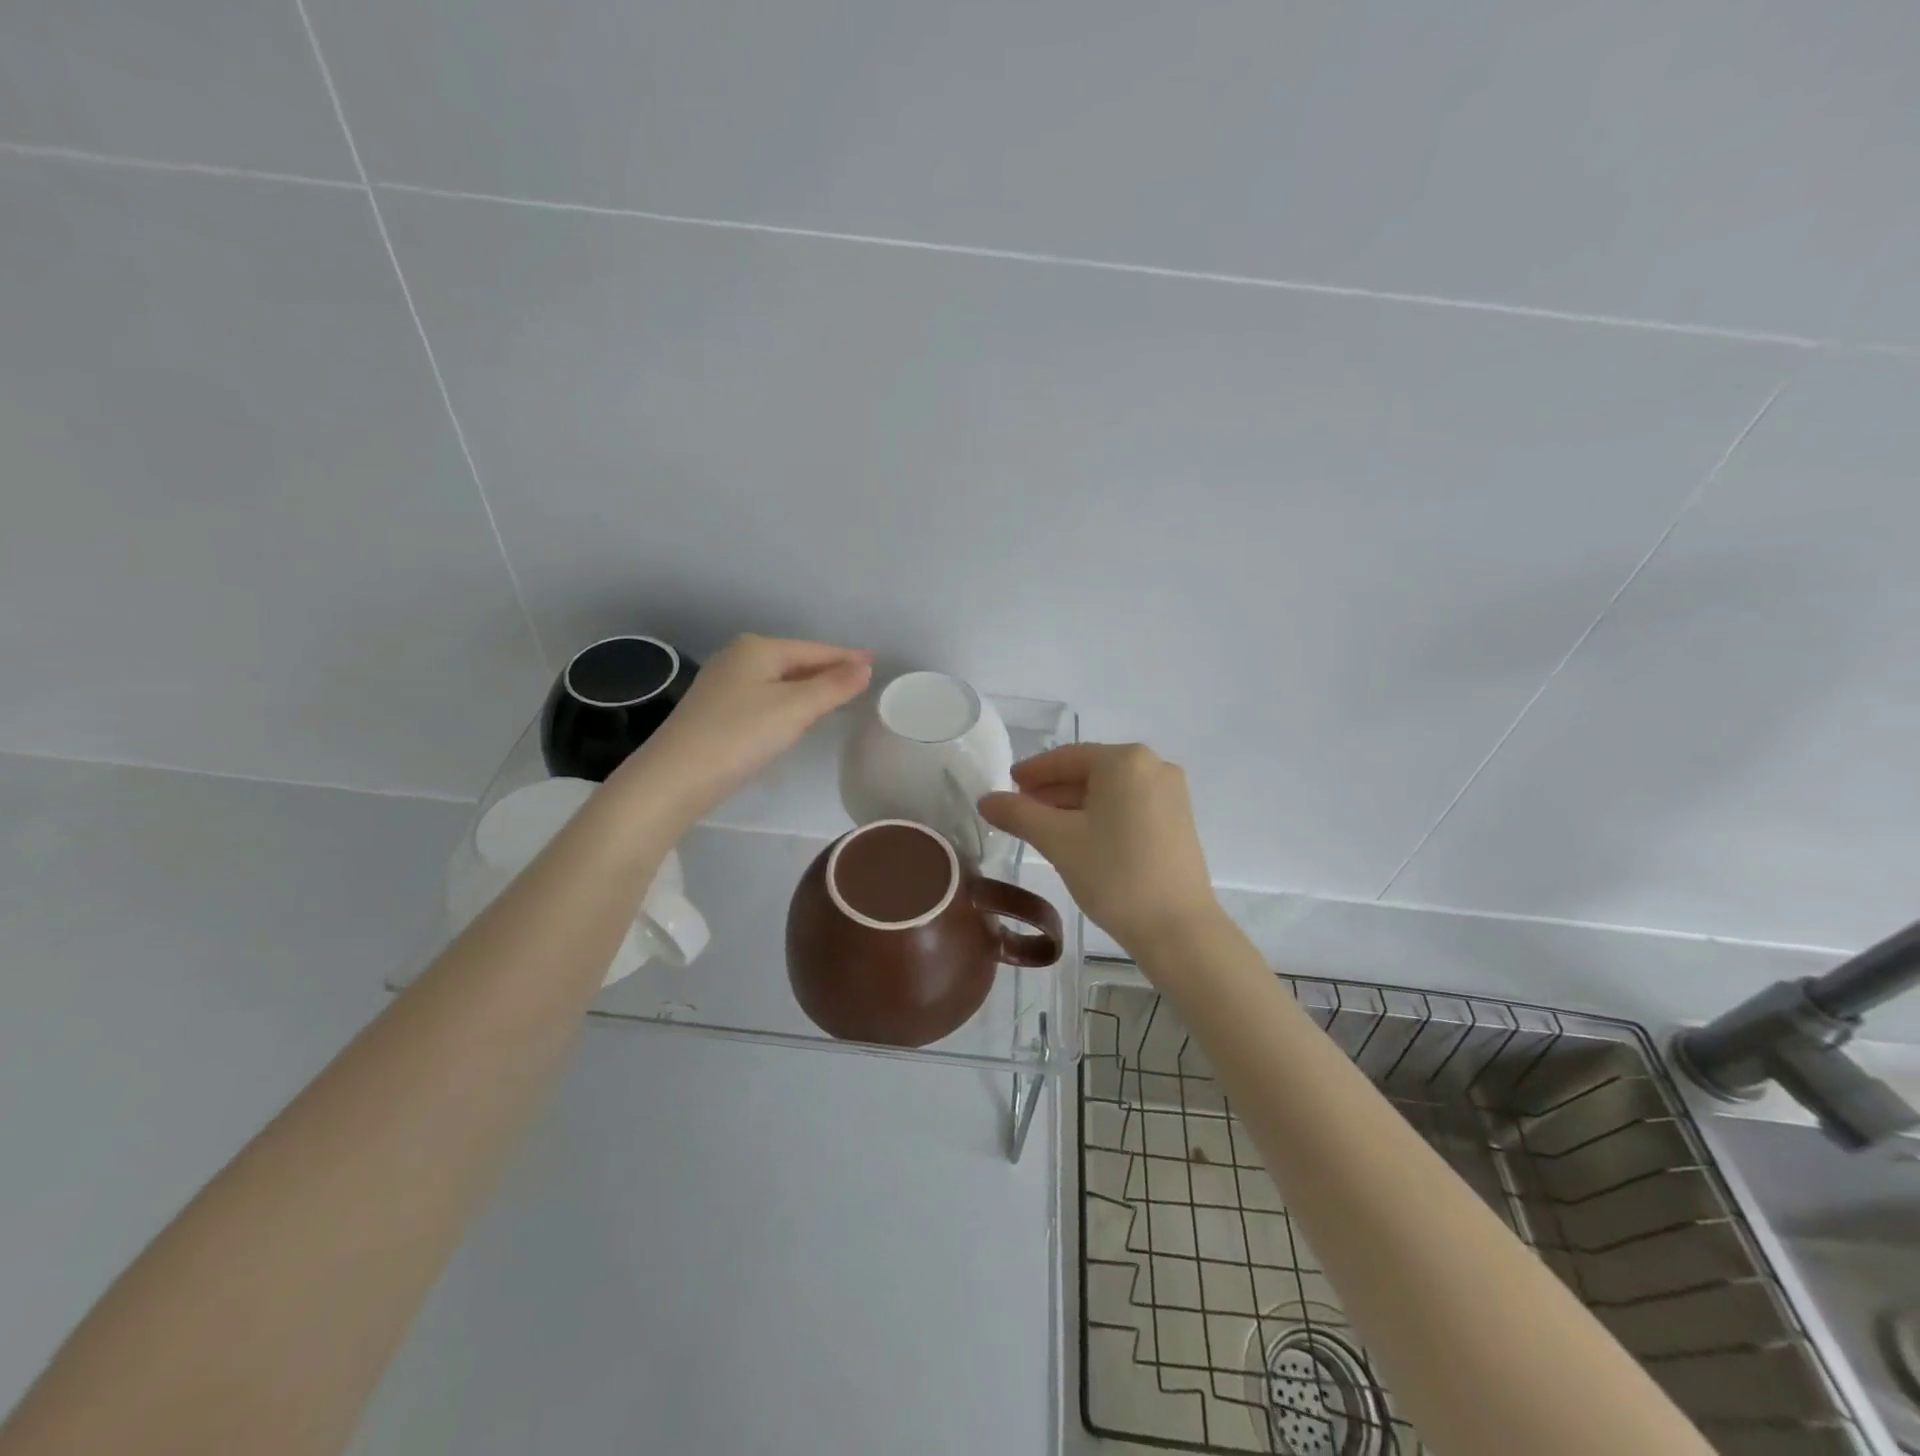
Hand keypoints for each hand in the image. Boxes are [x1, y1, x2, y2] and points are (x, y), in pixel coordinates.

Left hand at [615, 634, 871, 821]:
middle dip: (828, 669)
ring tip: (838, 695)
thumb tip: (864, 666)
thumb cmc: (740, 735)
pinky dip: (788, 701)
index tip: (875, 662)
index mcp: (758, 648)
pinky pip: (765, 696)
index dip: (847, 657)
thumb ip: (833, 686)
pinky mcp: (716, 709)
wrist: (675, 777)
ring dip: (809, 686)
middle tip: (861, 680)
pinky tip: (796, 715)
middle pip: (796, 661)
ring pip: (780, 680)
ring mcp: (723, 683)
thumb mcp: (795, 709)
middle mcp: (738, 657)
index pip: (815, 650)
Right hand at [978, 743, 1220, 955]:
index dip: (1033, 771)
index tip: (1007, 784)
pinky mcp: (1178, 820)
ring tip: (1042, 826)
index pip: (1067, 757)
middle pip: (1090, 771)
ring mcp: (1170, 793)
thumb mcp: (1058, 841)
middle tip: (1019, 809)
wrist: (1177, 928)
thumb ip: (1018, 814)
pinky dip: (1100, 815)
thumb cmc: (1114, 874)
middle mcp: (1153, 766)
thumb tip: (986, 800)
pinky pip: (1128, 805)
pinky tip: (1079, 836)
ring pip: (1109, 790)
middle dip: (1052, 790)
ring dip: (1074, 804)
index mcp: (1125, 761)